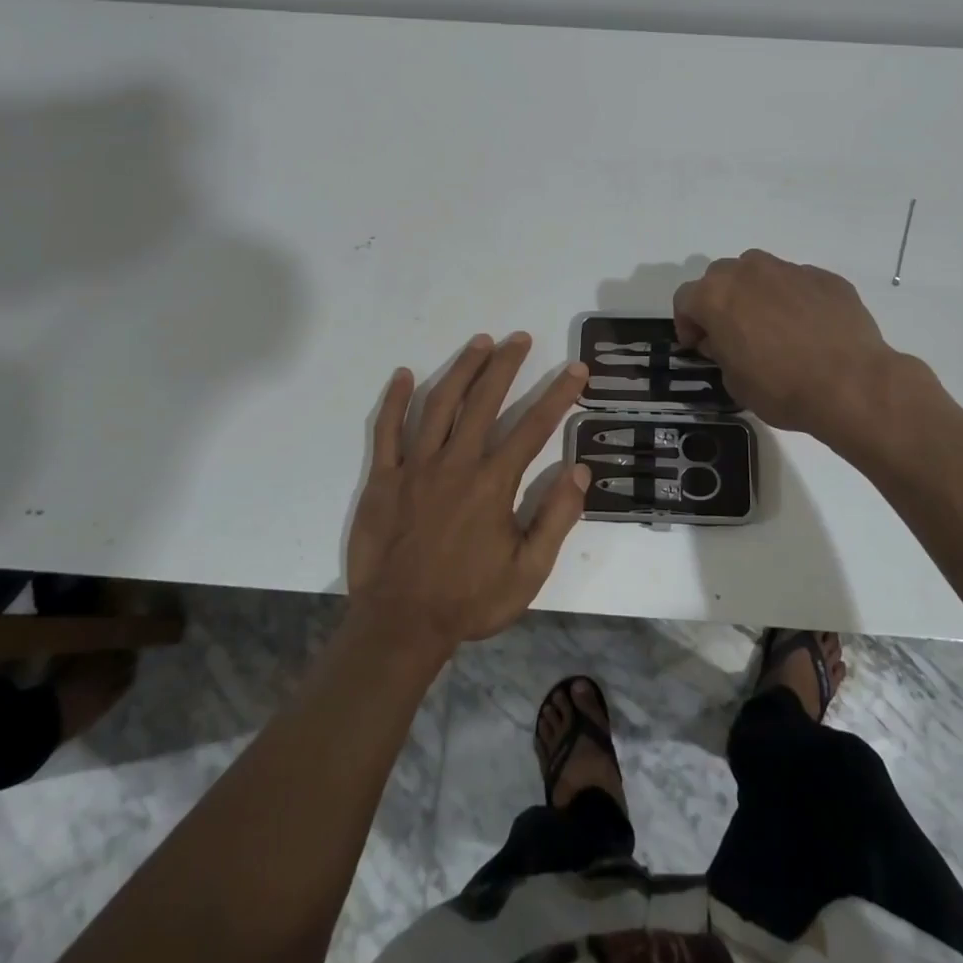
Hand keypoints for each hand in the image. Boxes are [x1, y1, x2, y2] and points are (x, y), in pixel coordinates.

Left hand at [347, 333, 590, 651]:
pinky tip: (402, 374)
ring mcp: (415, 467)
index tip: (575, 369)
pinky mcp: (384, 478)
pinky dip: (394, 400)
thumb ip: (555, 519)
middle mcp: (456, 463)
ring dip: (461, 369)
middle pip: (484, 401)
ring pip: (439, 404)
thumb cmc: (469, 600)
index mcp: (493, 483)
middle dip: (506, 365)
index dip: (558, 395)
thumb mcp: (527, 572)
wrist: (399, 625)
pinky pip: (387, 430)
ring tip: (480, 342)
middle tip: (520, 338)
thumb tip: (579, 471)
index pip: (533, 427)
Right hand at [673, 249, 918, 440]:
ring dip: (755, 293)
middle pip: (720, 277)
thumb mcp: (735, 382)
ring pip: (760, 272)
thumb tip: (725, 341)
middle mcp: (749, 272)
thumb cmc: (781, 388)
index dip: (687, 324)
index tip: (699, 346)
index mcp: (717, 296)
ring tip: (771, 325)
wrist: (850, 384)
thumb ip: (721, 352)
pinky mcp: (825, 277)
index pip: (685, 299)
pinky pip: (798, 283)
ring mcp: (790, 270)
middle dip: (720, 301)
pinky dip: (794, 299)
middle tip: (732, 333)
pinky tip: (808, 329)